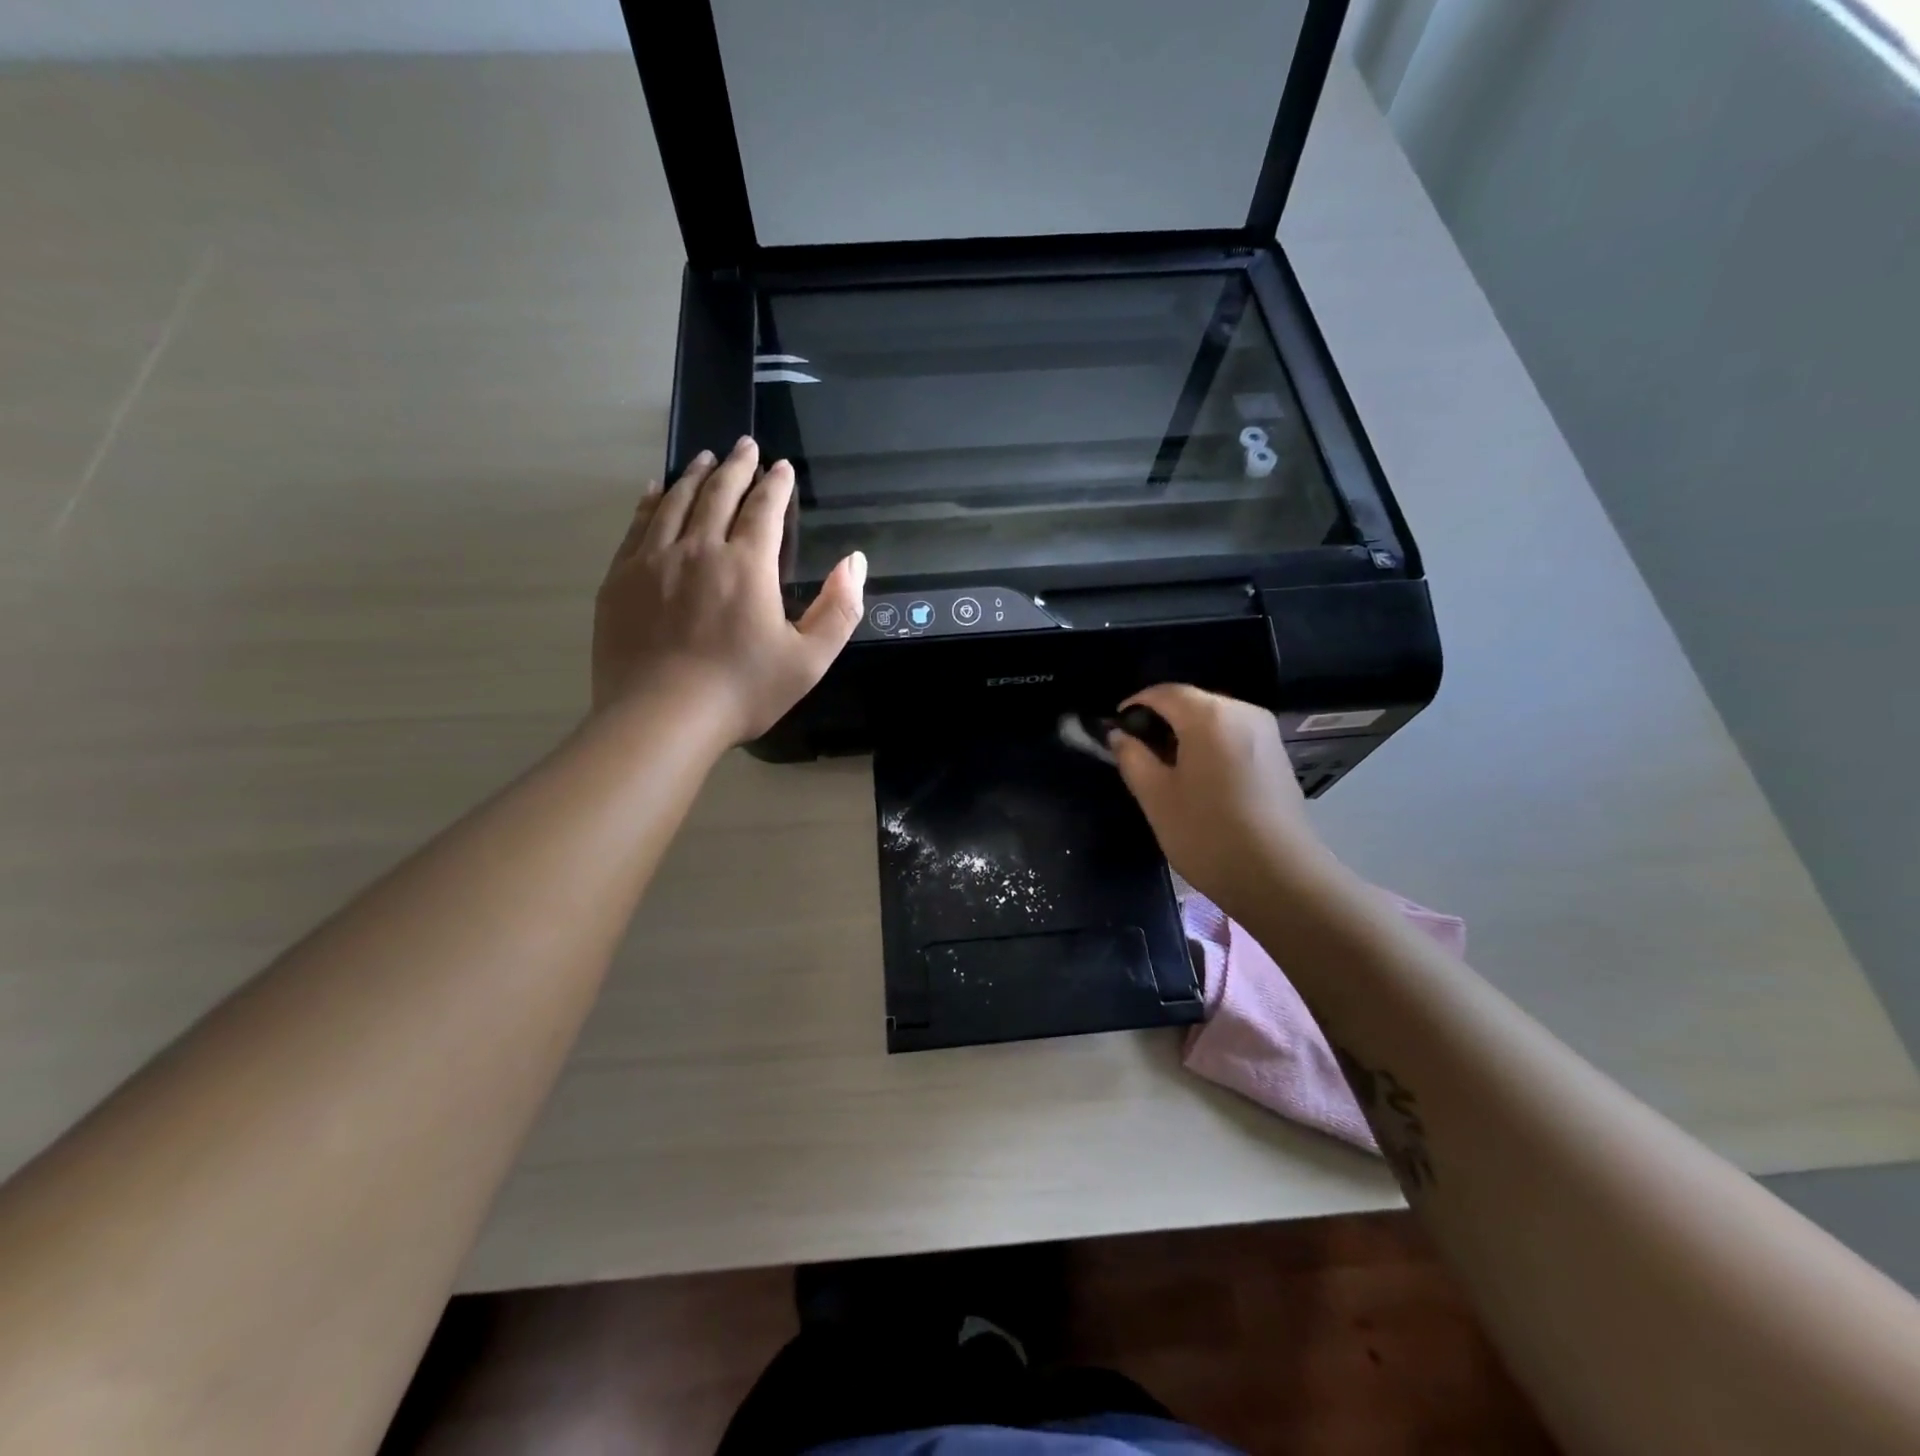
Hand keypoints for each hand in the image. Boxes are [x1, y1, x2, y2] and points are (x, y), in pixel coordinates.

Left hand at [592, 437, 864, 739]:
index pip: (764, 510)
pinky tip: (656, 491)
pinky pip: (638, 525)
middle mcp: (699, 549)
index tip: (781, 466)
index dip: (775, 485)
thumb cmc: (742, 691)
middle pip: (718, 494)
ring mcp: (654, 561)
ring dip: (695, 476)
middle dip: (736, 466)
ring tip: (706, 458)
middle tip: (745, 444)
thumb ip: (839, 609)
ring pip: (676, 502)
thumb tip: (855, 561)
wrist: (661, 719)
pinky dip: (652, 502)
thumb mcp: (809, 660)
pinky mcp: (621, 579)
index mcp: (747, 565)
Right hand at [1109, 685, 1338, 919]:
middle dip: (1159, 721)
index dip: (1134, 706)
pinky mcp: (1277, 756)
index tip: (1114, 731)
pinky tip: (1198, 780)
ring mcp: (1265, 733)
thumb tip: (1119, 735)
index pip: (1163, 692)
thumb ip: (1132, 758)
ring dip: (1184, 735)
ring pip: (1212, 720)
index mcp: (1210, 715)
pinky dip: (1208, 747)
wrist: (1280, 878)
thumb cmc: (1208, 834)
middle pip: (1191, 702)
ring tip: (1164, 770)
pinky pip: (1232, 737)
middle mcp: (1242, 712)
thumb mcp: (1156, 797)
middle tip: (1136, 754)